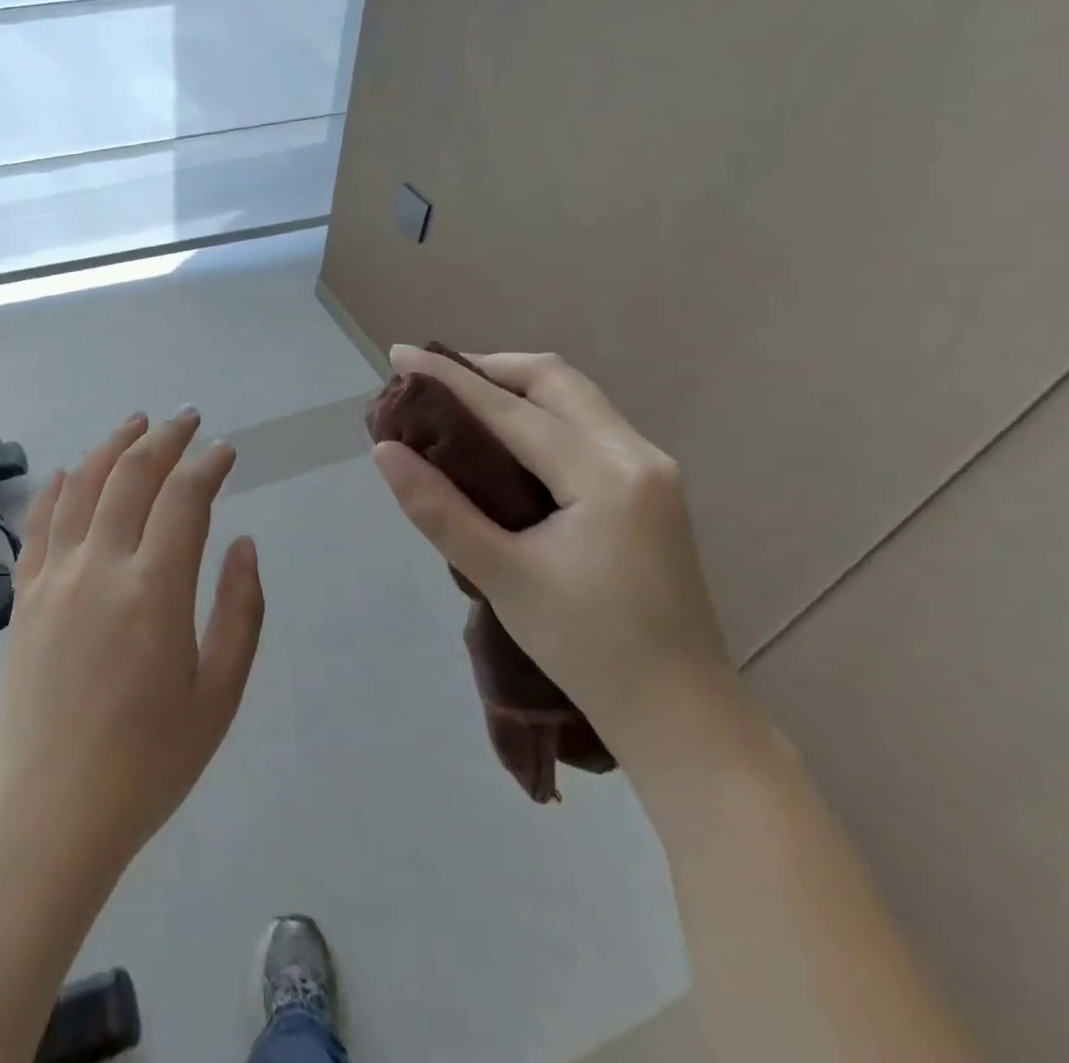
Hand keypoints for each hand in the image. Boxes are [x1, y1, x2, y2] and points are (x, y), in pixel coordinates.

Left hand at [0, 410, 264, 875]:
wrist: (48, 813)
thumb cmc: (147, 763)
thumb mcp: (218, 695)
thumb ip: (240, 611)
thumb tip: (242, 544)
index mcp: (153, 591)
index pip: (184, 498)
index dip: (208, 464)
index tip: (226, 450)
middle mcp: (99, 567)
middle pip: (131, 475)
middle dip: (164, 438)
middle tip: (188, 419)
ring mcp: (54, 578)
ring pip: (82, 486)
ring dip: (112, 446)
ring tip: (137, 423)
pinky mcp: (24, 597)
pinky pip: (38, 524)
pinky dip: (57, 488)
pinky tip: (69, 472)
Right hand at [372, 347, 738, 764]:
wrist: (683, 714)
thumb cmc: (588, 649)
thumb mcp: (502, 577)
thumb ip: (440, 510)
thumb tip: (385, 452)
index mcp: (605, 475)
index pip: (512, 409)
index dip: (450, 379)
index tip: (401, 353)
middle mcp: (637, 454)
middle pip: (555, 380)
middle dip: (489, 368)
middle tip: (432, 377)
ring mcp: (652, 469)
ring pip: (576, 398)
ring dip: (516, 387)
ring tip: (460, 398)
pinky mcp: (651, 487)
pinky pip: (588, 424)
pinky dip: (541, 413)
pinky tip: (506, 435)